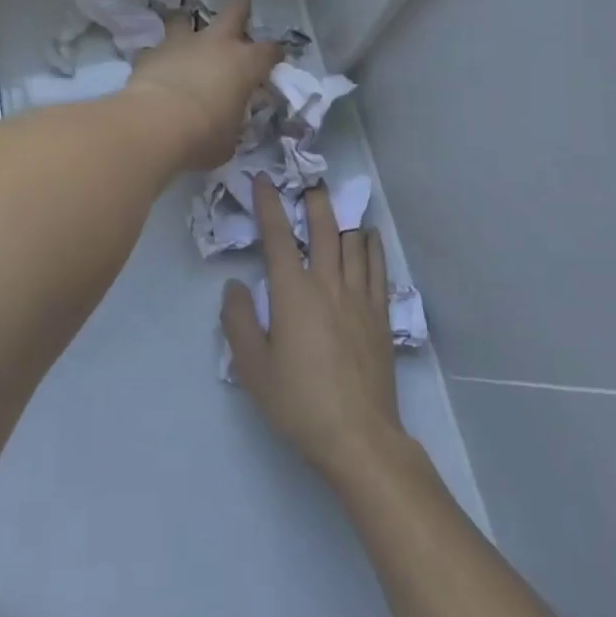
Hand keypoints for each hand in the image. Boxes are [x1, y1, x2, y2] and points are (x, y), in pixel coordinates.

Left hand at [122, 0, 281, 170]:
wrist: (155, 124)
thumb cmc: (203, 136)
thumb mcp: (229, 139)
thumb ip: (231, 125)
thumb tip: (227, 125)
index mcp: (245, 64)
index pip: (270, 50)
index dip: (274, 53)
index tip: (274, 58)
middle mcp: (217, 44)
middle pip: (235, 10)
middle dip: (240, 8)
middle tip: (240, 12)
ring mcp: (182, 43)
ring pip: (185, 18)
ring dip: (187, 26)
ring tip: (184, 37)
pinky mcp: (151, 52)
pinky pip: (155, 49)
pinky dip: (157, 56)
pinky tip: (154, 68)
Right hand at [222, 178, 408, 487]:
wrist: (358, 436)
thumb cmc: (298, 402)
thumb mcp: (252, 367)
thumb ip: (239, 321)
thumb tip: (235, 286)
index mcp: (293, 292)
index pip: (276, 236)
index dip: (267, 204)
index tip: (262, 180)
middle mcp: (327, 283)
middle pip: (323, 227)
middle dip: (314, 200)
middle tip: (307, 183)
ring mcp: (359, 296)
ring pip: (353, 242)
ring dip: (343, 219)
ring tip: (336, 207)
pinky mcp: (380, 314)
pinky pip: (378, 267)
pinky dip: (372, 245)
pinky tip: (368, 238)